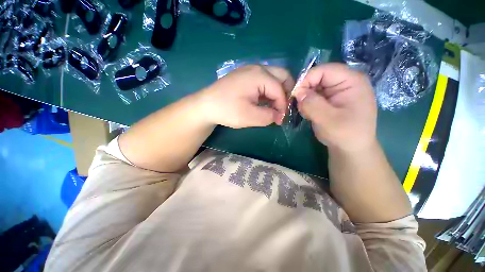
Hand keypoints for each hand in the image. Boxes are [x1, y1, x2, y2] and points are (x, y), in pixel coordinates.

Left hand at [200, 65, 293, 128]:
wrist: (206, 105)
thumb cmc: (227, 110)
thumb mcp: (250, 117)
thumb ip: (269, 116)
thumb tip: (279, 115)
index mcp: (259, 76)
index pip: (280, 90)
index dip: (283, 106)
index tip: (280, 119)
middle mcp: (257, 68)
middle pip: (282, 76)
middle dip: (286, 93)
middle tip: (282, 108)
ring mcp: (250, 70)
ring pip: (274, 77)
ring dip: (277, 92)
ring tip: (273, 107)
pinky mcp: (246, 76)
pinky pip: (264, 80)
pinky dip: (269, 91)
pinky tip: (264, 102)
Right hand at [294, 63, 376, 152]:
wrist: (350, 148)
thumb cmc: (345, 135)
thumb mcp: (328, 120)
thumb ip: (312, 104)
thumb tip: (297, 92)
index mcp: (352, 81)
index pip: (325, 70)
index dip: (307, 79)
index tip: (295, 94)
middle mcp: (346, 82)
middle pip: (318, 77)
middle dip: (306, 91)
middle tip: (301, 107)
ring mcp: (338, 90)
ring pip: (314, 87)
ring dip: (306, 100)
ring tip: (308, 114)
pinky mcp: (331, 99)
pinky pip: (314, 95)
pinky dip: (308, 104)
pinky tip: (310, 114)